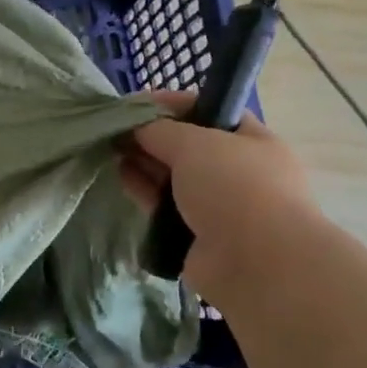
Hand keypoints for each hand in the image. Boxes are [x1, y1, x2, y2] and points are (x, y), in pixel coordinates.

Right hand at [121, 92, 318, 301]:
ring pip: (173, 176)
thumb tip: (136, 127)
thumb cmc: (234, 188)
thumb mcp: (195, 143)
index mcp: (251, 140)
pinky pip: (164, 205)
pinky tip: (121, 178)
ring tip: (110, 151)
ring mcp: (218, 204)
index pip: (206, 110)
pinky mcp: (196, 233)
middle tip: (114, 130)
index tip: (133, 104)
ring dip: (144, 163)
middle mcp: (237, 170)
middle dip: (151, 135)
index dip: (169, 104)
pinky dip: (144, 191)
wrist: (256, 263)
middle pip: (186, 145)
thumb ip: (160, 129)